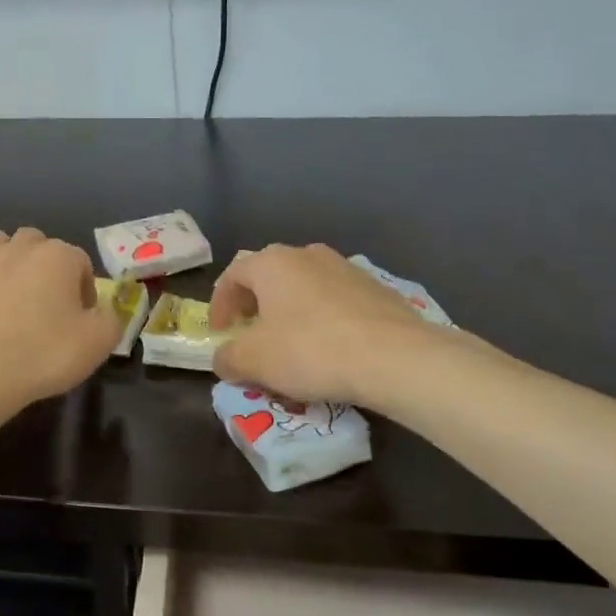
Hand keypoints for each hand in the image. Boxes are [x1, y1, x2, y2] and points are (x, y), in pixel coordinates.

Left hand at [0, 228, 121, 404]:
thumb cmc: (43, 352)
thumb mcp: (97, 343)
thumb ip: (110, 321)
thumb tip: (103, 313)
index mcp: (57, 256)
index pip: (81, 262)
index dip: (85, 290)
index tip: (82, 320)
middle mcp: (18, 250)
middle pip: (37, 244)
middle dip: (45, 266)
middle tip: (48, 304)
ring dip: (8, 263)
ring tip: (12, 298)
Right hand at [210, 244, 434, 404]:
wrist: (396, 358)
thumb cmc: (311, 350)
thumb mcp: (254, 361)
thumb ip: (228, 357)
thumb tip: (224, 358)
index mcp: (272, 263)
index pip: (232, 275)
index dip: (220, 304)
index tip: (219, 332)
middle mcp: (307, 254)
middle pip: (269, 275)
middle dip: (255, 303)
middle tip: (251, 331)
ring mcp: (346, 268)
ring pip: (305, 285)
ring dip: (290, 309)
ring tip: (292, 341)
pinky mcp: (376, 288)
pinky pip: (335, 300)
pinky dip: (322, 317)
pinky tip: (330, 346)